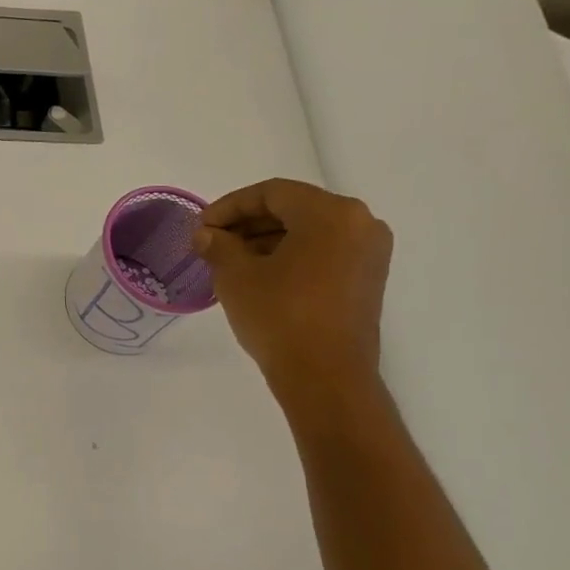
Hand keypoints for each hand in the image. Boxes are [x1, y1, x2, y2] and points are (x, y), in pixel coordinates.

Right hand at [193, 179, 393, 399]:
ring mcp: (368, 252)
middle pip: (294, 208)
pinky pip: (323, 252)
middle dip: (248, 223)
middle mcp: (359, 223)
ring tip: (229, 262)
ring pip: (309, 231)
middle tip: (212, 243)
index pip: (271, 193)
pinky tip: (259, 275)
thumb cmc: (280, 317)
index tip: (201, 227)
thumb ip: (219, 246)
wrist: (325, 377)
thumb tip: (207, 235)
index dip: (229, 206)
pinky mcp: (367, 279)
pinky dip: (290, 256)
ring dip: (267, 240)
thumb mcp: (237, 277)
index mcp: (330, 213)